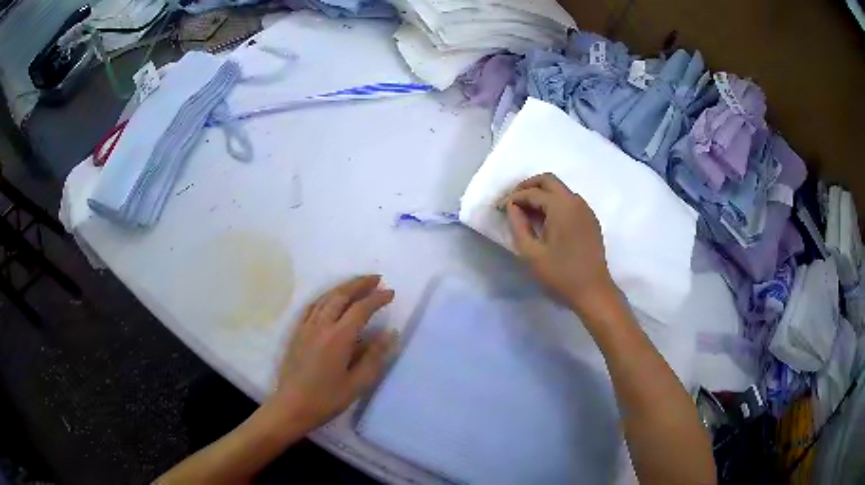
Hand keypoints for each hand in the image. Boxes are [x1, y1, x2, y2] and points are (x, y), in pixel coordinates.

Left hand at [266, 275, 397, 431]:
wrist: (291, 406)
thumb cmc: (327, 399)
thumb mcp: (357, 383)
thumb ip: (374, 357)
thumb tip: (389, 333)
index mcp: (338, 338)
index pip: (361, 309)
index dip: (377, 299)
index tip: (390, 292)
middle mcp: (321, 326)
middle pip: (341, 295)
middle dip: (359, 284)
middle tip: (376, 279)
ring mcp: (306, 327)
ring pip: (325, 298)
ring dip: (343, 287)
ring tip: (357, 284)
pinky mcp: (296, 333)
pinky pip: (311, 307)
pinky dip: (325, 297)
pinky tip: (329, 299)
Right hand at [499, 173, 615, 313]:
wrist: (593, 292)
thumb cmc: (561, 275)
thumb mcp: (532, 253)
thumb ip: (518, 226)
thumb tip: (512, 207)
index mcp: (561, 206)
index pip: (532, 193)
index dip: (512, 198)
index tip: (498, 209)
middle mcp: (575, 201)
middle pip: (548, 181)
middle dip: (527, 187)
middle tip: (512, 202)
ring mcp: (586, 210)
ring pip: (560, 190)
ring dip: (542, 194)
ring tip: (526, 213)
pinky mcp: (591, 221)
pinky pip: (570, 202)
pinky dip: (554, 204)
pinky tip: (546, 222)